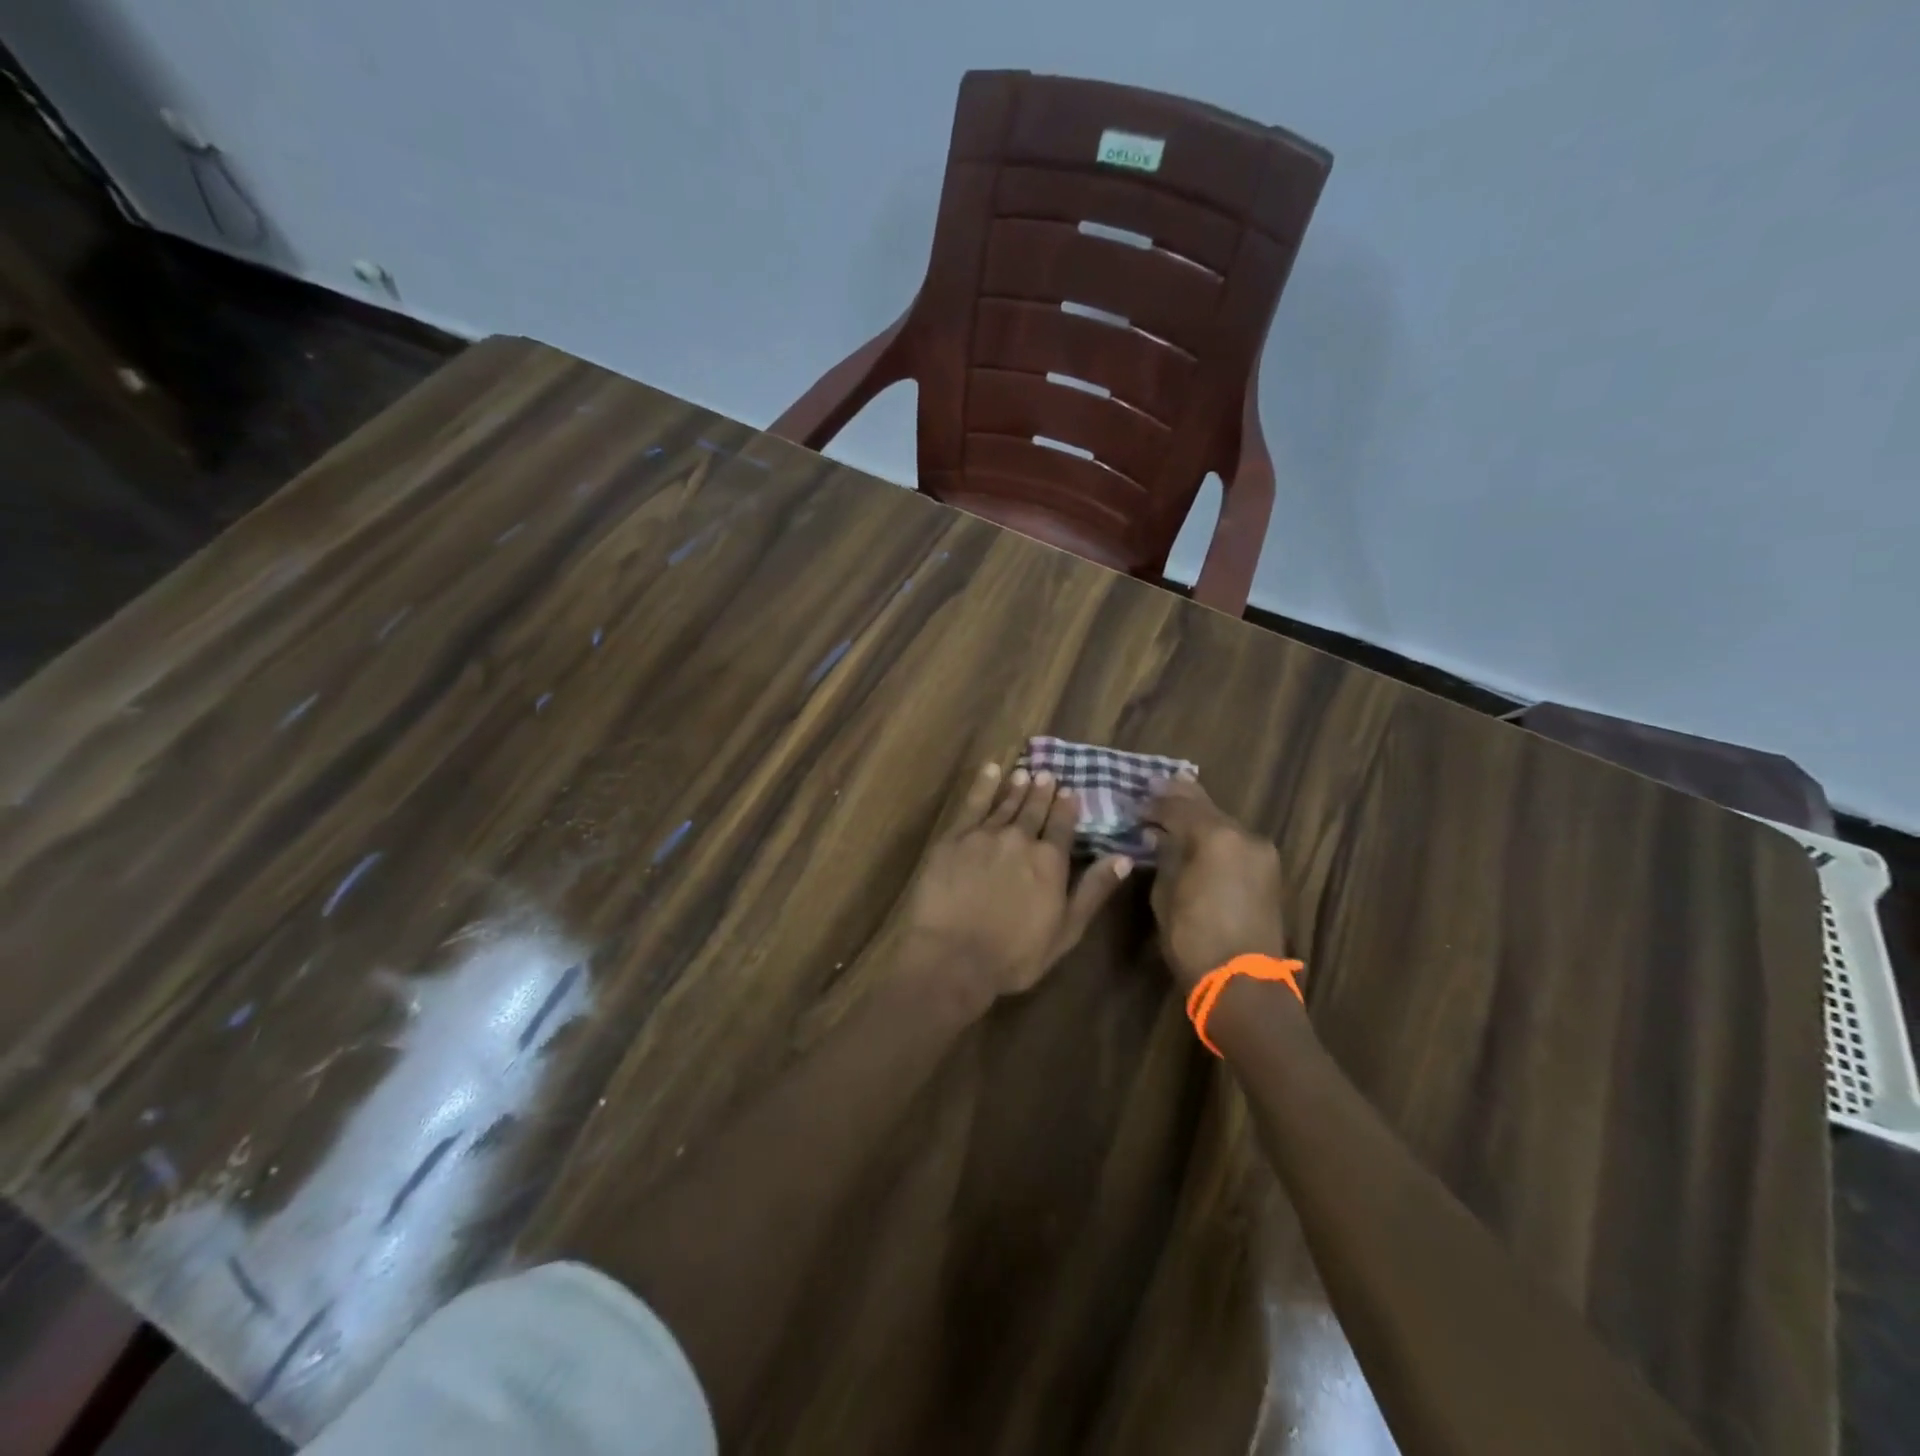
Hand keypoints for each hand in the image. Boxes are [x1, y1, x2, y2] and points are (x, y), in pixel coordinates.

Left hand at [906, 762, 1133, 999]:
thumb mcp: (1065, 931)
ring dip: (1017, 787)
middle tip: (1047, 774)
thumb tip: (1123, 858)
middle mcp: (1020, 839)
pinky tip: (990, 771)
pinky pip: (972, 804)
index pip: (1063, 826)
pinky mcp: (954, 838)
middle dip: (1042, 792)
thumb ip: (1093, 891)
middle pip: (1034, 810)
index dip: (1067, 808)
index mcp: (1050, 861)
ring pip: (1006, 804)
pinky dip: (983, 785)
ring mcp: (985, 835)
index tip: (1070, 791)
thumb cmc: (1014, 955)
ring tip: (1024, 773)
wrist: (953, 955)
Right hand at [1142, 776, 1287, 991]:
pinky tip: (1200, 835)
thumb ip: (1164, 857)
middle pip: (1206, 807)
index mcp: (1215, 837)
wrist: (1244, 984)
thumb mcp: (1165, 895)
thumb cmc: (1194, 939)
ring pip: (1224, 823)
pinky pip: (1236, 841)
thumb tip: (1158, 837)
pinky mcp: (1269, 872)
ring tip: (1176, 807)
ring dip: (1200, 816)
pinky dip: (1216, 835)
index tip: (1135, 803)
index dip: (1154, 804)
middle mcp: (1244, 836)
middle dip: (1180, 796)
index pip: (1178, 807)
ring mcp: (1261, 853)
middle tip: (1158, 784)